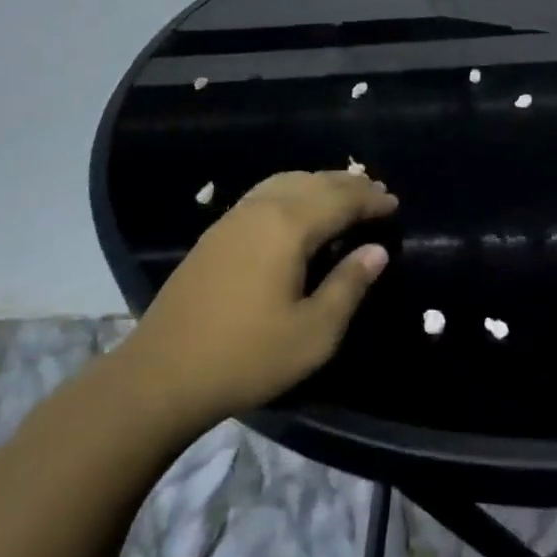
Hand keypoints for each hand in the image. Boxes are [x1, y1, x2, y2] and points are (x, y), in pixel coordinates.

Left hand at [123, 170, 397, 431]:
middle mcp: (260, 209)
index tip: (394, 204)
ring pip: (286, 182)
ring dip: (319, 183)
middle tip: (376, 193)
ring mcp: (233, 218)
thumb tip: (376, 251)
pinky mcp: (215, 234)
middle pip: (313, 182)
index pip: (339, 200)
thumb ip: (348, 286)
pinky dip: (293, 191)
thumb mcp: (313, 332)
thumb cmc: (247, 357)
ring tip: (342, 194)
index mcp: (287, 227)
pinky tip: (297, 209)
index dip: (369, 201)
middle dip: (348, 185)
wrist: (162, 374)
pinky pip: (265, 193)